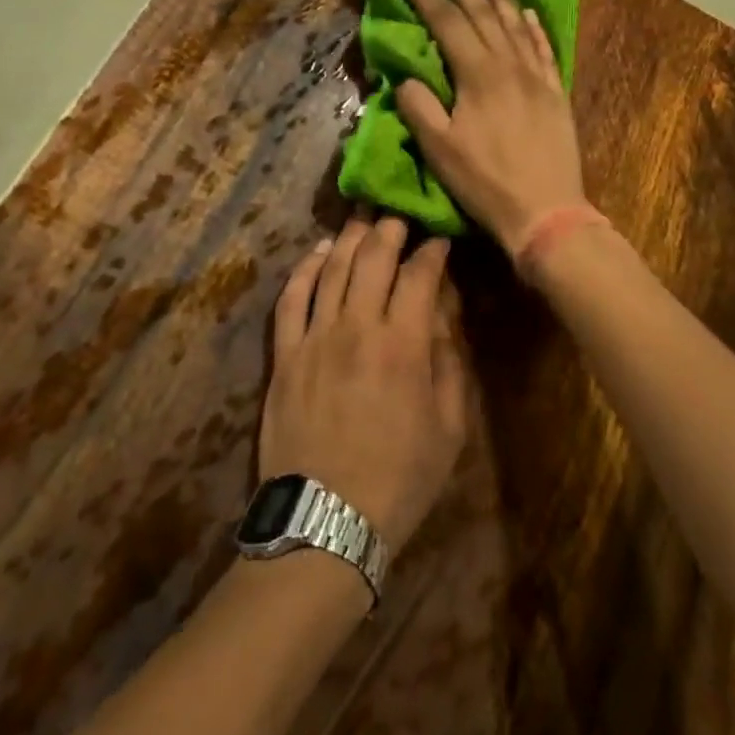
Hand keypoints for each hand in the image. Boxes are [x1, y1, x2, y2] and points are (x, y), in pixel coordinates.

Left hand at [261, 214, 466, 551]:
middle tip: (399, 214)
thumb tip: (440, 318)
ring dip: (349, 239)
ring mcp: (314, 338)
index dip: (431, 252)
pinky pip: (291, 298)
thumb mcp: (449, 430)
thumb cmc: (399, 479)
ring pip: (331, 269)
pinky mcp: (285, 354)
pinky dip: (304, 269)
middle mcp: (357, 327)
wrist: (326, 519)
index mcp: (403, 345)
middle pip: (372, 260)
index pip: (419, 277)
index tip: (439, 240)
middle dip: (389, 230)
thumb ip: (447, 365)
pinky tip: (317, 252)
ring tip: (362, 218)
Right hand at [397, 0, 587, 253]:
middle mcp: (510, 66)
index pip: (447, 23)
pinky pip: (544, 49)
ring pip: (517, 25)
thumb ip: (418, 107)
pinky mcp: (556, 94)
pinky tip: (529, 13)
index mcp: (478, 75)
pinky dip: (534, 27)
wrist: (546, 211)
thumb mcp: (439, 149)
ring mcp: (538, 78)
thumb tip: (407, 79)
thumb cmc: (485, 182)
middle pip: (484, 14)